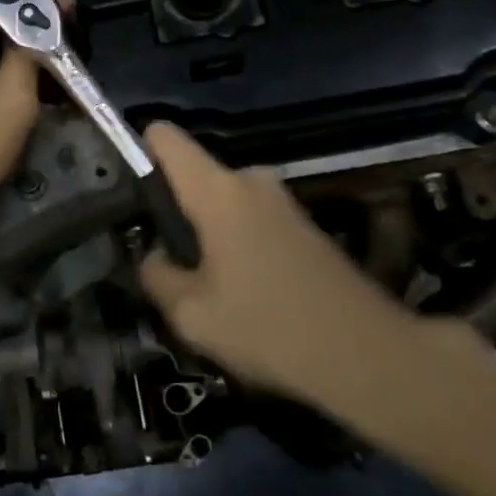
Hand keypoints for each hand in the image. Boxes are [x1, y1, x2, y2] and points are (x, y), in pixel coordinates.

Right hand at [138, 123, 420, 406]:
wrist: (370, 358)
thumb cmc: (269, 328)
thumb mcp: (191, 315)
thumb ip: (156, 275)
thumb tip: (155, 257)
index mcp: (217, 189)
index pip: (164, 137)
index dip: (136, 151)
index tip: (125, 190)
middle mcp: (250, 180)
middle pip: (193, 177)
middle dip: (175, 212)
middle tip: (168, 264)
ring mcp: (282, 201)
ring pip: (222, 204)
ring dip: (208, 234)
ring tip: (208, 289)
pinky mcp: (305, 224)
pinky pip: (250, 220)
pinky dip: (237, 245)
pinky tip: (246, 294)